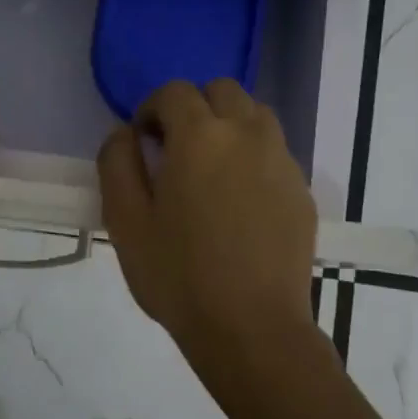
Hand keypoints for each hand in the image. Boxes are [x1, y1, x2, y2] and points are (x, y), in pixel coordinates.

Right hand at [97, 80, 316, 360]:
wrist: (251, 328)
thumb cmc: (178, 275)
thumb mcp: (124, 221)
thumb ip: (117, 163)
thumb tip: (124, 133)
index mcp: (200, 136)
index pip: (174, 92)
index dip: (151, 109)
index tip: (142, 141)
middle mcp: (247, 134)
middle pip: (221, 90)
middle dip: (193, 108)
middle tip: (175, 150)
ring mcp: (281, 160)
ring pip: (255, 115)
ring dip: (228, 126)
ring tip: (211, 169)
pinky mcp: (301, 190)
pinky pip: (274, 152)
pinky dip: (253, 156)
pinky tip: (239, 201)